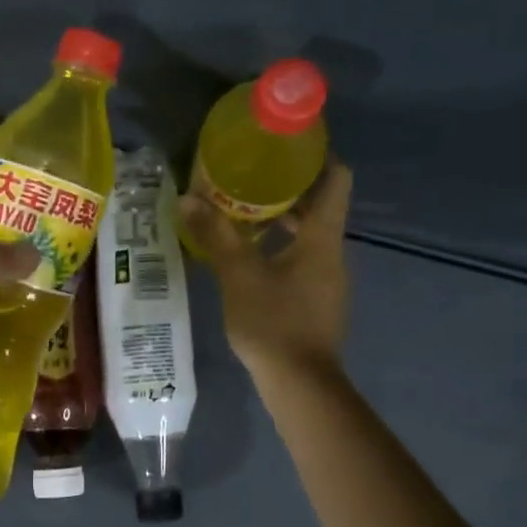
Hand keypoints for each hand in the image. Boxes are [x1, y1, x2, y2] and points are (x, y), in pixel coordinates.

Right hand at [180, 161, 352, 377]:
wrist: (300, 383)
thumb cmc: (274, 321)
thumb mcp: (239, 274)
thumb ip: (215, 234)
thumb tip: (188, 198)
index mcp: (322, 237)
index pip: (337, 179)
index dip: (320, 155)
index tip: (291, 143)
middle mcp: (332, 252)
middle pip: (320, 206)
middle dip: (289, 188)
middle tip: (251, 174)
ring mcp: (327, 279)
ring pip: (309, 235)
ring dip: (281, 220)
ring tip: (242, 210)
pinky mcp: (316, 301)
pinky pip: (301, 259)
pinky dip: (279, 247)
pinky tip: (247, 254)